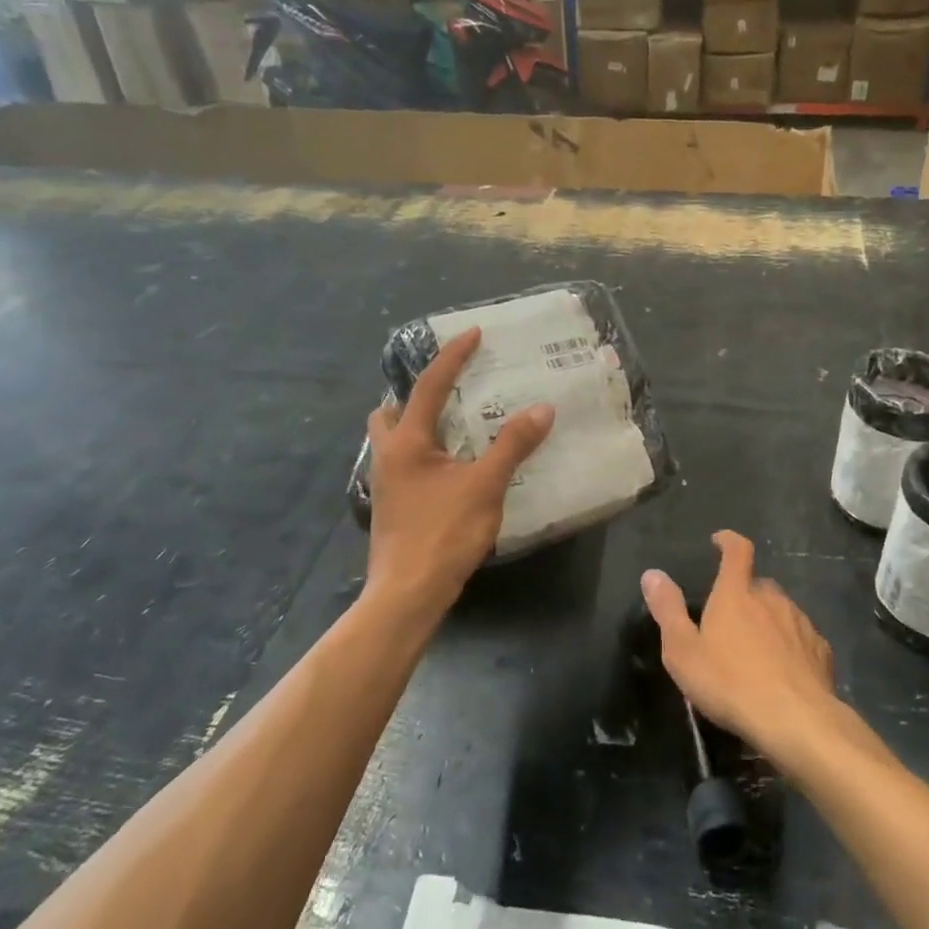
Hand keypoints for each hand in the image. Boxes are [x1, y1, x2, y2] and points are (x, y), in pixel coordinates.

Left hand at [365, 328, 553, 616]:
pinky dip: (425, 452)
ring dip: (418, 424)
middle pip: (392, 411)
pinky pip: (405, 463)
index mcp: (407, 441)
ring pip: (394, 439)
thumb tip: (542, 408)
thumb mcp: (485, 486)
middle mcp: (389, 455)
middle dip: (416, 394)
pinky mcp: (393, 506)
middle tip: (450, 389)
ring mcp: (386, 483)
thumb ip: (512, 445)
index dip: (453, 356)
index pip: (430, 385)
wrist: (407, 594)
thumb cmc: (443, 534)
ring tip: (455, 425)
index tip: (473, 334)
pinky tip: (452, 467)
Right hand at [642, 532, 838, 763]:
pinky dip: (790, 646)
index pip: (737, 551)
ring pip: (781, 611)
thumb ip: (668, 610)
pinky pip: (801, 638)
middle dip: (745, 594)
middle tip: (730, 620)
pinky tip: (783, 671)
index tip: (720, 541)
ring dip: (768, 621)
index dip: (728, 541)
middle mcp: (771, 598)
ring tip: (755, 651)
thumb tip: (652, 574)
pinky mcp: (820, 650)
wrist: (796, 721)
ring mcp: (800, 623)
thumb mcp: (684, 651)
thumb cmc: (730, 683)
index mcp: (737, 594)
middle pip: (758, 584)